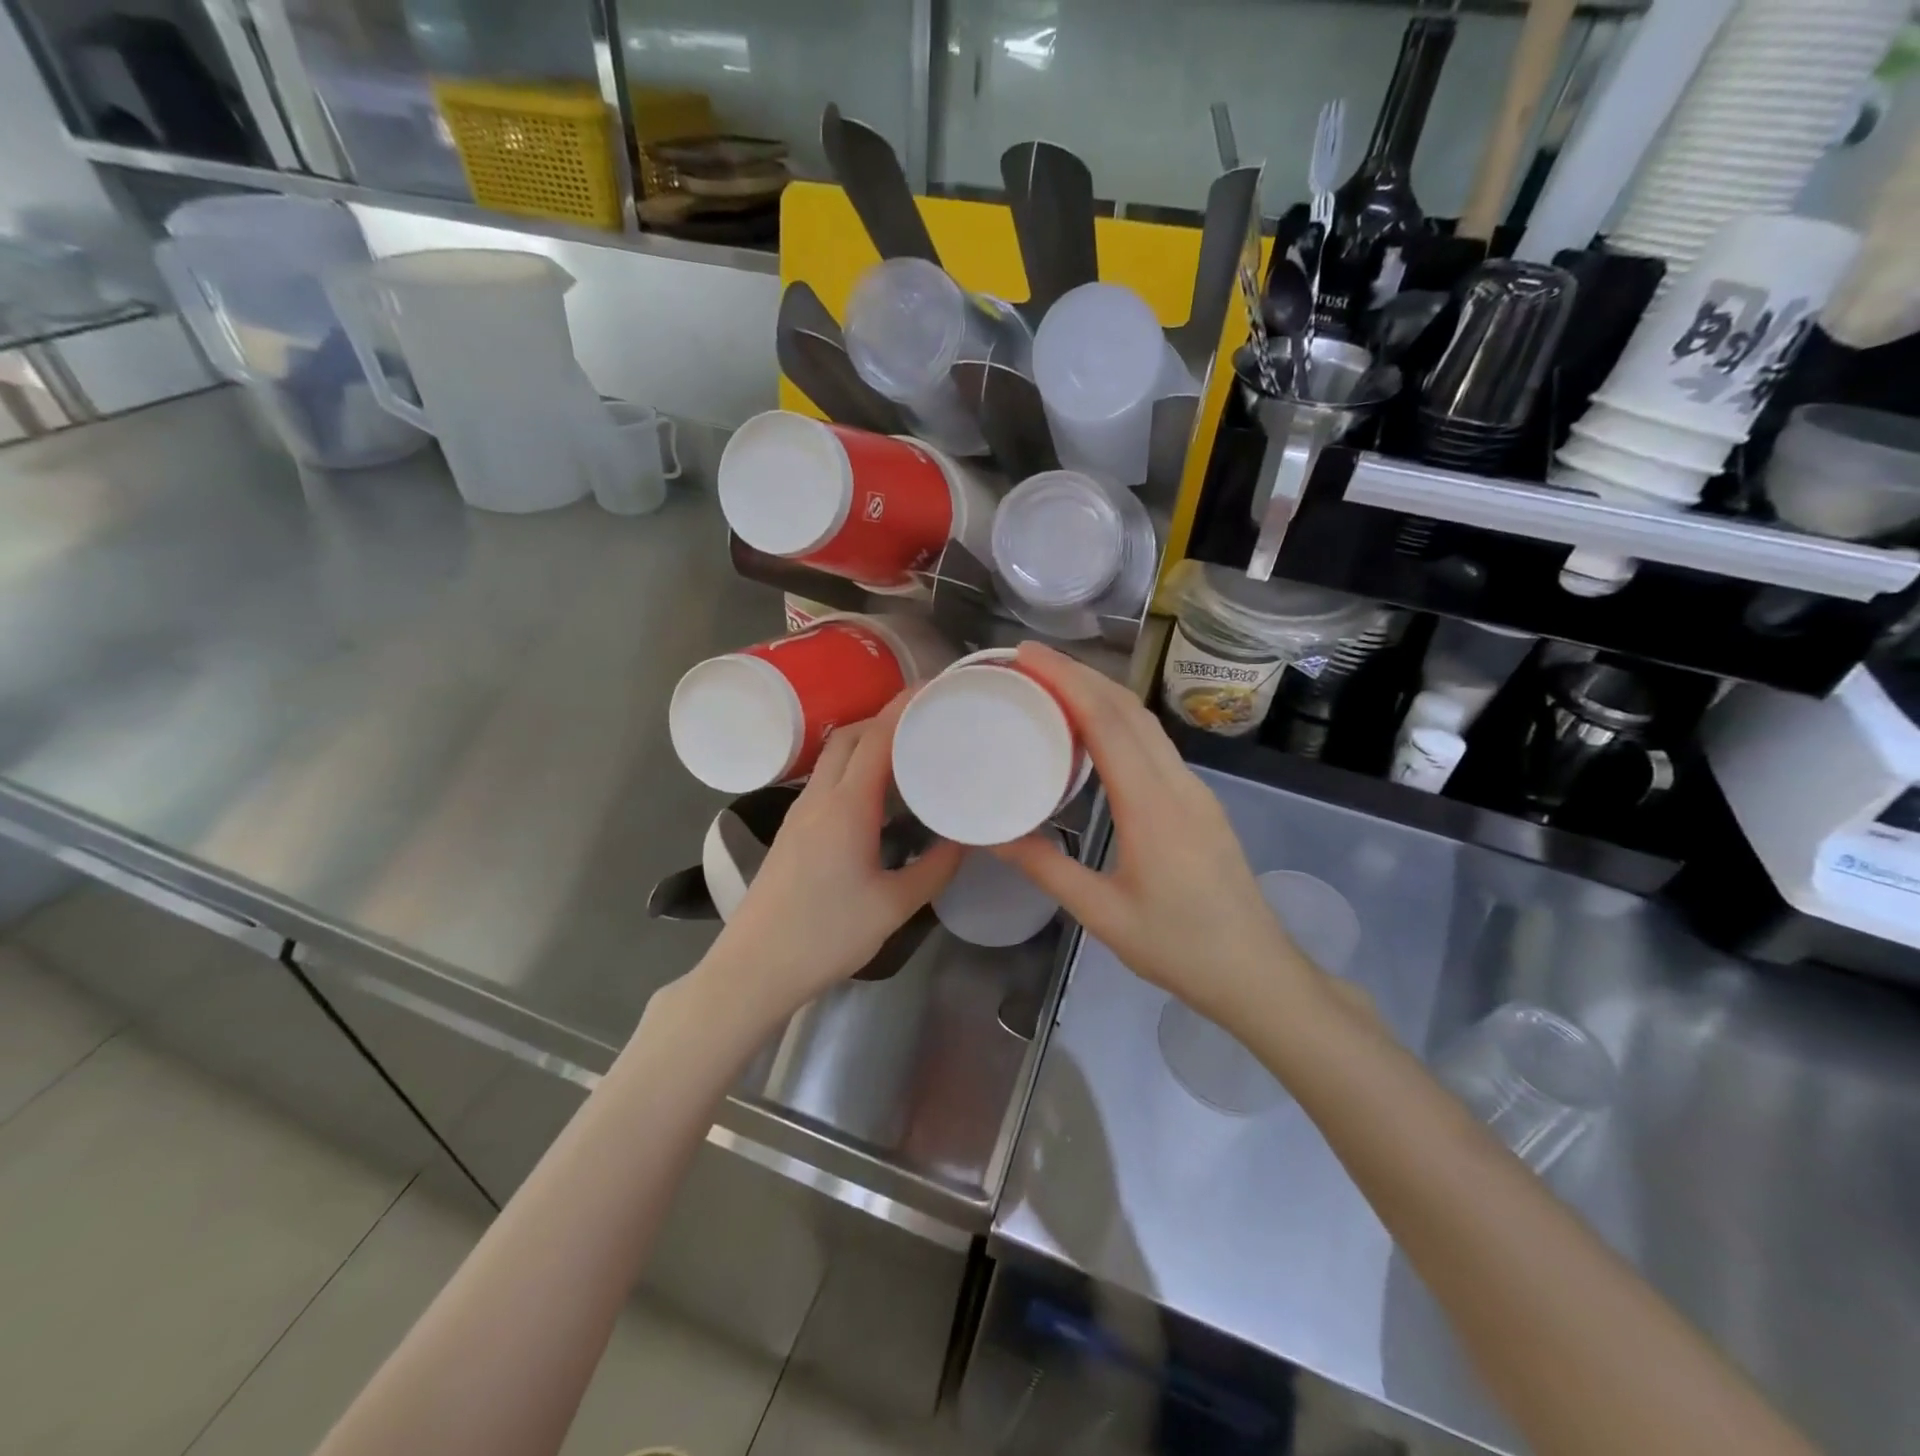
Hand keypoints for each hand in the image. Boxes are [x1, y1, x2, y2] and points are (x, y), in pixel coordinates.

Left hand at [703, 692, 962, 1021]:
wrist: (754, 968)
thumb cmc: (826, 936)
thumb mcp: (893, 906)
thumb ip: (935, 868)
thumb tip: (965, 839)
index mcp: (846, 807)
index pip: (876, 737)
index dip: (905, 707)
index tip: (936, 689)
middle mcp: (819, 798)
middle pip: (850, 735)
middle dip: (886, 716)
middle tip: (928, 719)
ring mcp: (800, 813)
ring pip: (834, 756)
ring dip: (868, 741)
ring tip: (910, 749)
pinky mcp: (793, 830)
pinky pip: (827, 780)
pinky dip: (855, 767)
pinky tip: (879, 792)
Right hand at [992, 643, 1321, 1024]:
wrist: (1257, 972)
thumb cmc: (1178, 947)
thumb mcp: (1102, 913)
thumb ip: (1046, 869)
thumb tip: (993, 836)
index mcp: (1152, 805)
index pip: (1108, 722)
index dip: (1067, 680)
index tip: (1028, 655)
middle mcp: (1178, 783)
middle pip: (1129, 709)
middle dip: (1081, 674)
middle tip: (1030, 661)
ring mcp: (1195, 789)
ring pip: (1146, 722)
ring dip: (1102, 693)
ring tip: (1054, 685)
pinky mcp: (1199, 801)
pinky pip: (1155, 744)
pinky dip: (1119, 721)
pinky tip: (1093, 732)